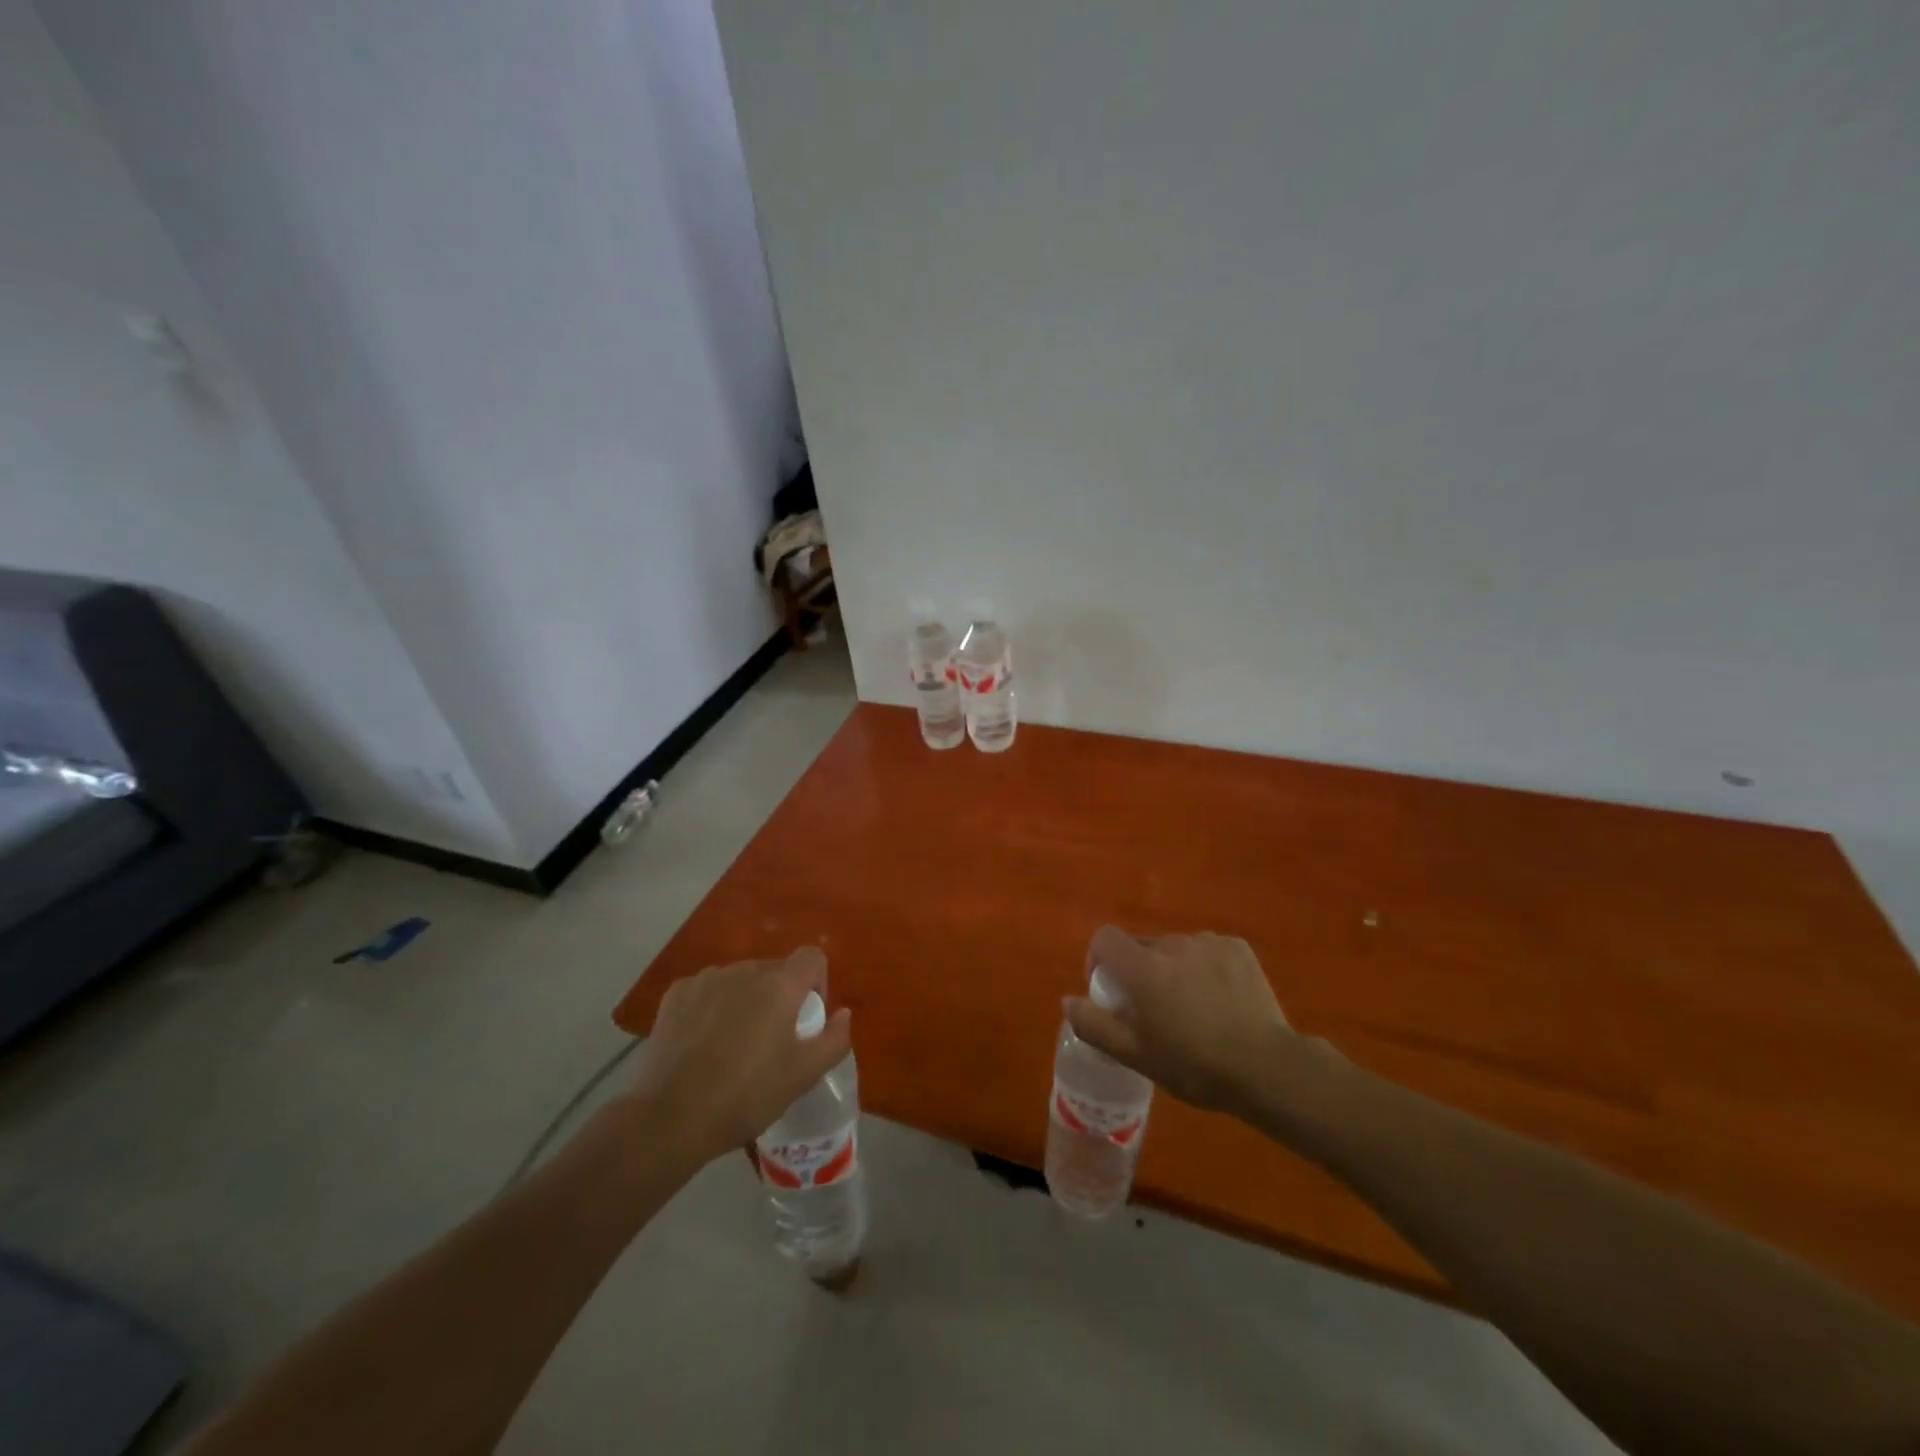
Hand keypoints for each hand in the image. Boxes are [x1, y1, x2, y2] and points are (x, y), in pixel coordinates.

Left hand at [624, 948, 850, 1163]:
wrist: (670, 1118)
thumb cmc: (747, 1095)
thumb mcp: (804, 1076)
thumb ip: (834, 1039)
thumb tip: (842, 1013)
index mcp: (780, 985)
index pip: (812, 957)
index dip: (817, 983)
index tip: (807, 1020)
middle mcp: (745, 970)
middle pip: (775, 970)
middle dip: (780, 997)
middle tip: (771, 1042)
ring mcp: (707, 979)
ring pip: (740, 980)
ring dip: (746, 1000)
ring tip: (733, 1044)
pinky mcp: (676, 994)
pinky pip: (708, 990)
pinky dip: (713, 1007)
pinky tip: (703, 1043)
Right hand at [1064, 927, 1307, 1113]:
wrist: (1266, 1067)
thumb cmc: (1193, 1064)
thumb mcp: (1135, 1055)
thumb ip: (1094, 1025)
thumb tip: (1068, 1000)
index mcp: (1142, 966)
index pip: (1104, 938)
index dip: (1099, 960)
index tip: (1111, 991)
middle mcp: (1171, 944)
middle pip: (1142, 945)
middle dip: (1140, 971)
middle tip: (1155, 1011)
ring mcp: (1208, 942)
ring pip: (1176, 949)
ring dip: (1173, 969)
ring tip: (1193, 1008)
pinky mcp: (1237, 948)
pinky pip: (1208, 951)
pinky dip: (1205, 968)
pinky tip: (1221, 1000)